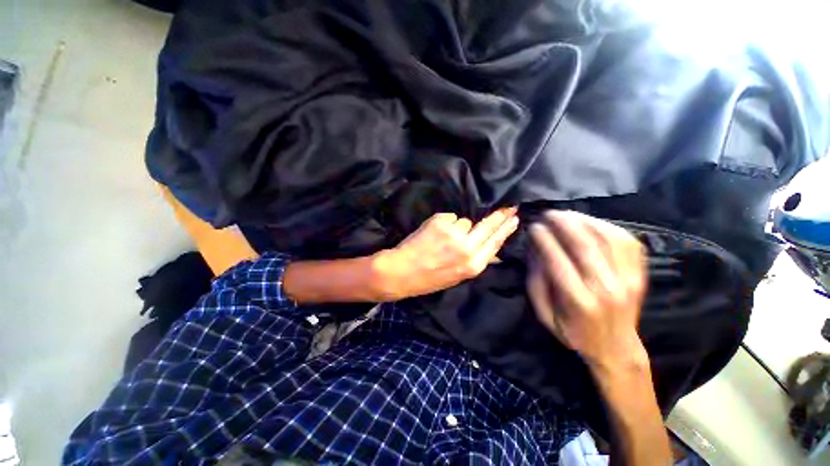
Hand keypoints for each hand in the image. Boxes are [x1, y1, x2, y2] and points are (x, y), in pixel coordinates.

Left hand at [373, 207, 518, 300]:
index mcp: (473, 265)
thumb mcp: (459, 276)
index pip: (495, 242)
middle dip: (500, 216)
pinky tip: (434, 233)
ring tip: (443, 238)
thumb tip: (494, 252)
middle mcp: (467, 248)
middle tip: (510, 206)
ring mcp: (454, 233)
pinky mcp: (441, 222)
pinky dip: (445, 223)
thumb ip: (477, 260)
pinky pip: (450, 217)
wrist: (402, 271)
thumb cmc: (430, 277)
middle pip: (489, 226)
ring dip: (458, 226)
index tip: (514, 219)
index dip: (505, 230)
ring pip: (465, 221)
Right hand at [527, 210, 647, 369]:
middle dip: (562, 223)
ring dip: (583, 220)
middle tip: (548, 214)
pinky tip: (590, 222)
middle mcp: (606, 288)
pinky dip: (607, 226)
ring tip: (566, 214)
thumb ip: (536, 281)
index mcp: (578, 301)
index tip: (532, 227)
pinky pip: (626, 241)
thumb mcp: (544, 314)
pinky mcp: (640, 274)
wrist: (615, 347)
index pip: (557, 260)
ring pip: (607, 238)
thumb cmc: (573, 331)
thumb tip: (534, 250)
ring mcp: (628, 280)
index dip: (543, 239)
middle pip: (584, 245)